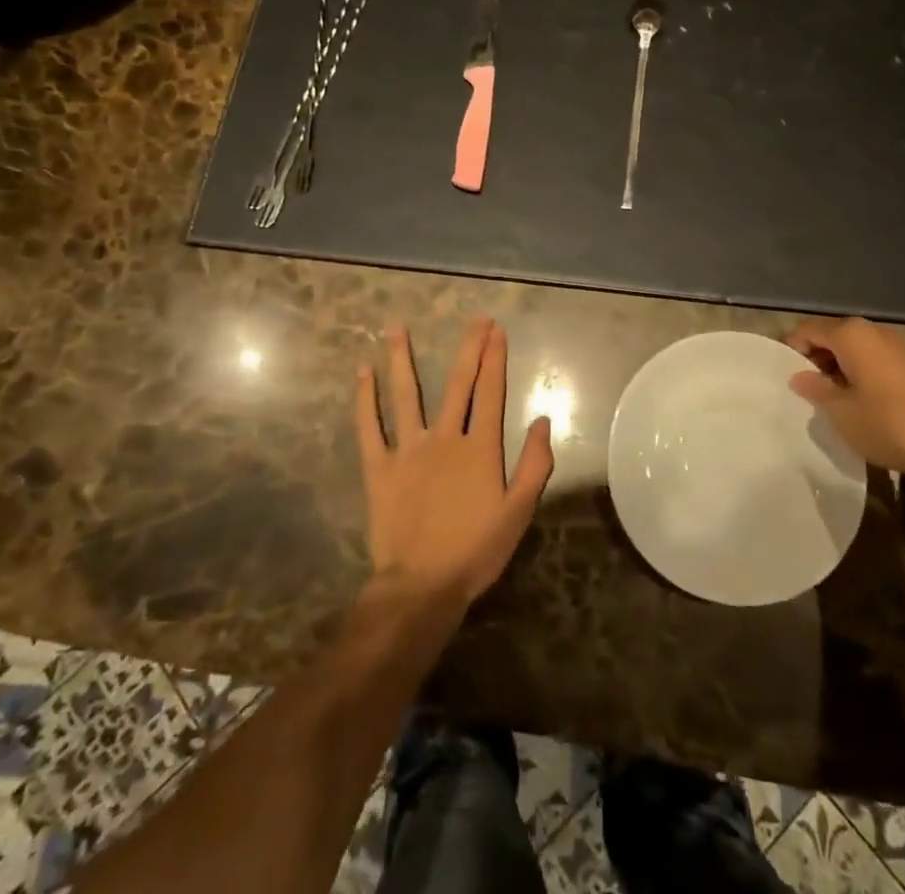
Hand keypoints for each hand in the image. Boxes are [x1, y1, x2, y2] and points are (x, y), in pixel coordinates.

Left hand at [356, 319, 554, 607]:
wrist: (421, 586)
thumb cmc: (475, 550)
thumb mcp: (518, 513)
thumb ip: (534, 465)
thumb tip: (542, 420)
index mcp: (479, 448)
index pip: (490, 393)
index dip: (495, 359)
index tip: (496, 330)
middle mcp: (444, 438)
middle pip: (457, 384)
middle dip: (468, 348)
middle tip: (474, 319)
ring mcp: (408, 449)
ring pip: (406, 395)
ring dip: (402, 359)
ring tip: (396, 327)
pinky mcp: (379, 467)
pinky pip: (369, 426)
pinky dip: (365, 398)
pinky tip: (362, 372)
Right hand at [786, 317, 904, 478]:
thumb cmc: (890, 424)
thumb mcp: (842, 412)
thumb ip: (816, 389)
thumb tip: (799, 377)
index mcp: (851, 335)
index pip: (808, 330)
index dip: (792, 351)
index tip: (785, 378)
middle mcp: (874, 331)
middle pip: (832, 337)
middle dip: (816, 360)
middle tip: (808, 392)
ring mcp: (898, 346)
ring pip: (855, 350)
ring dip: (840, 369)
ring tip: (835, 401)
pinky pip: (876, 360)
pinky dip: (862, 374)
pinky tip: (864, 403)